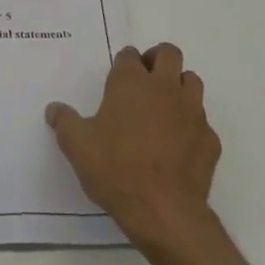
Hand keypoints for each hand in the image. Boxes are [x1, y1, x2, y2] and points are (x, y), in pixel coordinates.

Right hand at [46, 43, 221, 253]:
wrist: (163, 211)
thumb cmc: (115, 169)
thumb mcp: (77, 146)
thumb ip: (64, 122)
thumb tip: (54, 108)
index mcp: (131, 83)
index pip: (130, 55)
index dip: (124, 63)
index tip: (117, 79)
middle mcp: (164, 88)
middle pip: (169, 53)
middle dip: (157, 59)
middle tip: (144, 80)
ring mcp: (192, 112)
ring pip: (192, 81)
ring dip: (179, 86)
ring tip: (164, 107)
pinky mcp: (210, 138)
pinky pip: (202, 121)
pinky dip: (191, 126)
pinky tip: (179, 145)